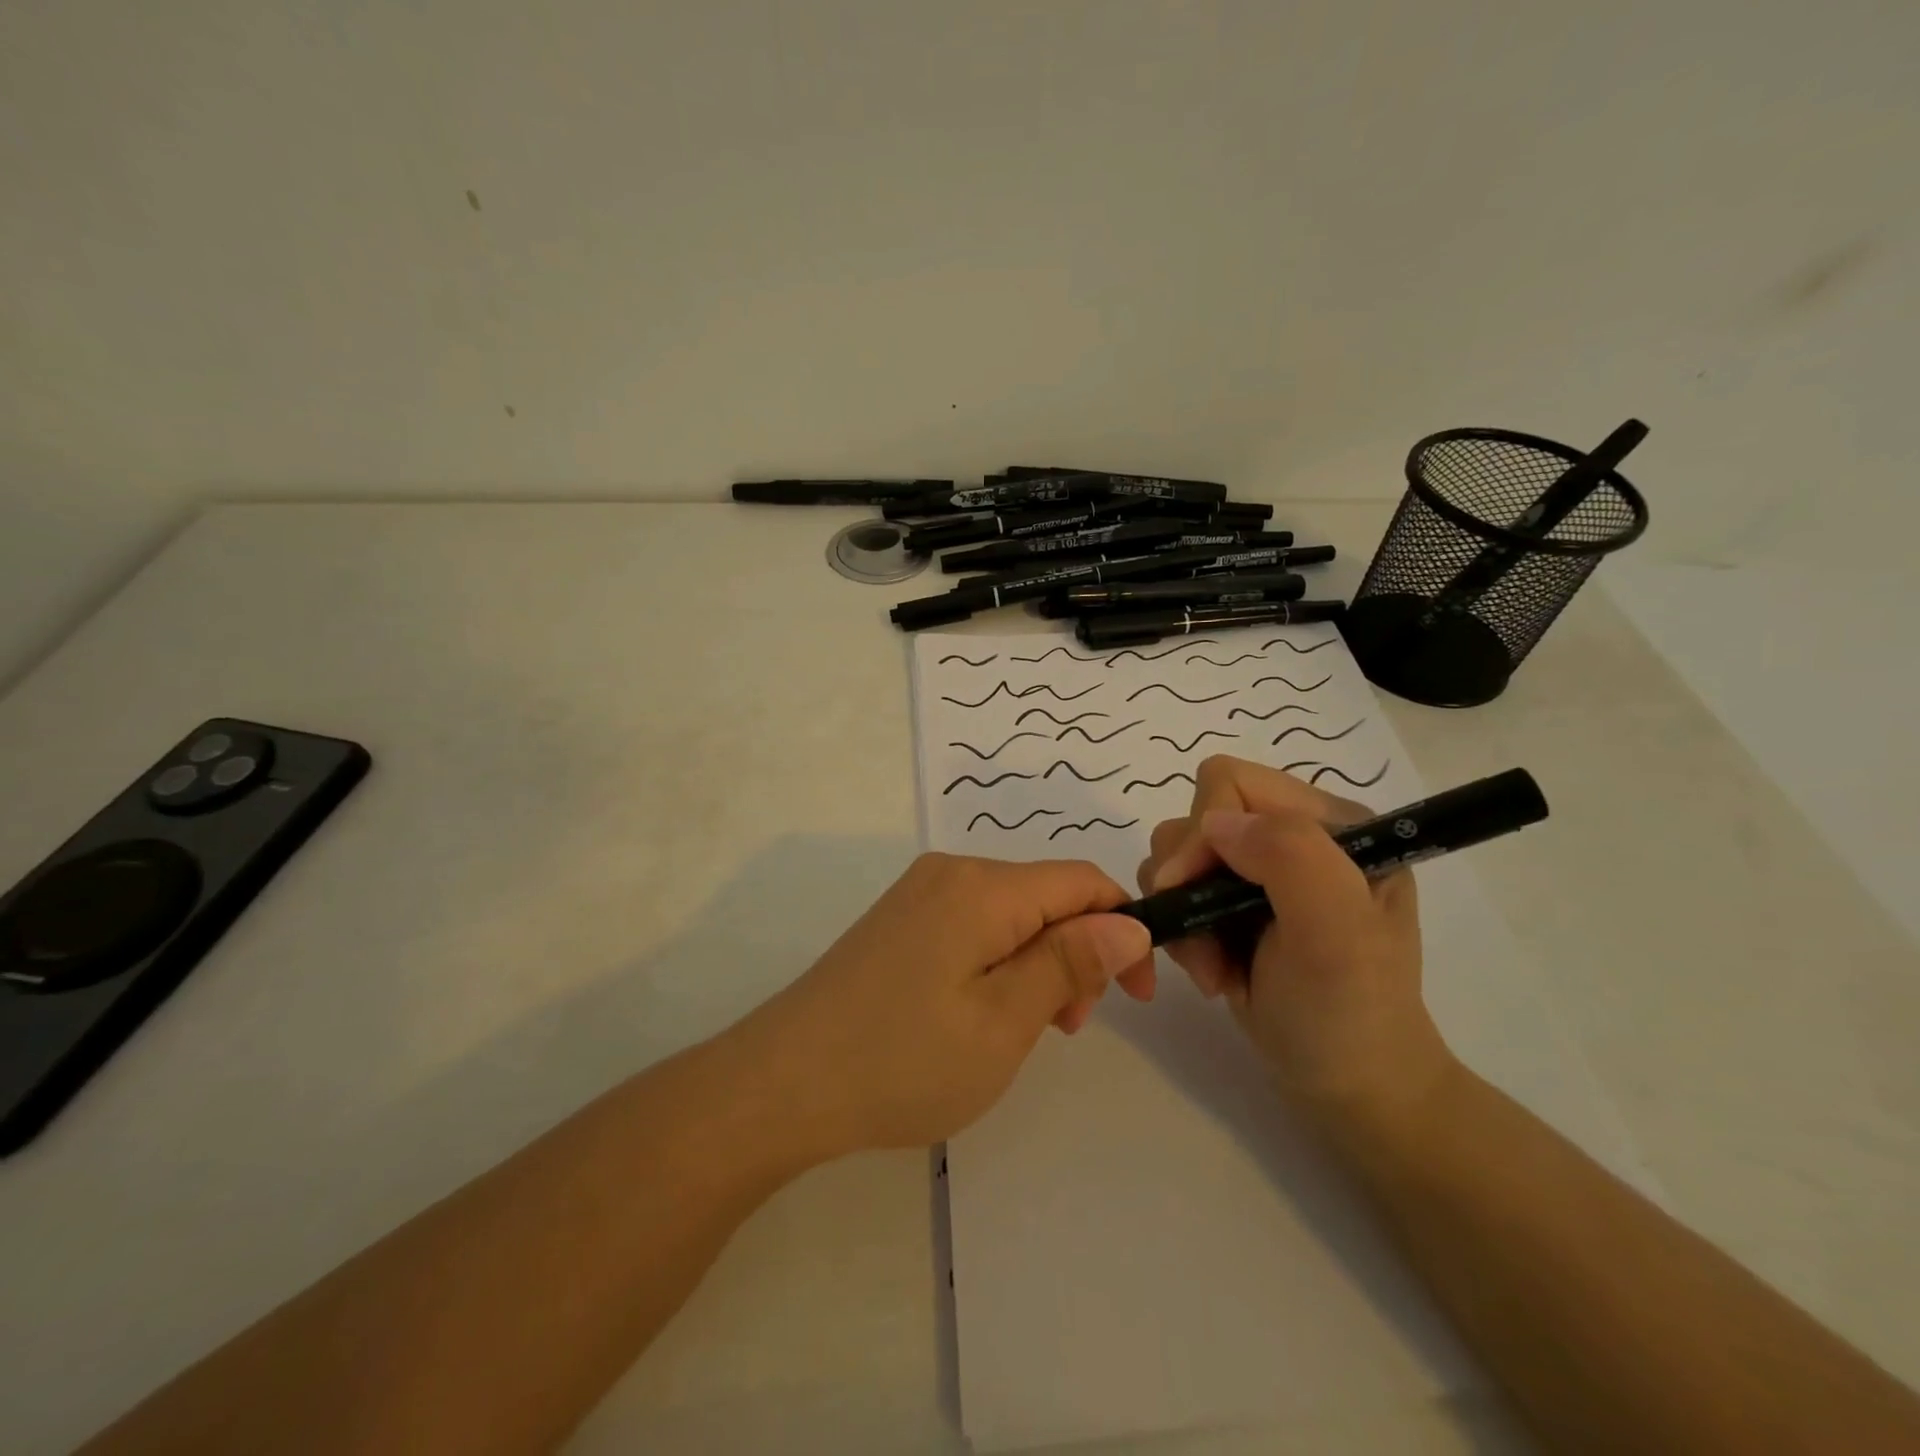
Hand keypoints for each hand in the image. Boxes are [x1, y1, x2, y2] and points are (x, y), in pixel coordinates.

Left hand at [742, 853, 1153, 1158]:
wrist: (784, 1082)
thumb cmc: (904, 1059)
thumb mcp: (1003, 1020)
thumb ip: (1070, 962)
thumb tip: (1128, 923)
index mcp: (983, 886)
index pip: (1082, 881)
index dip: (1123, 928)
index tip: (1138, 996)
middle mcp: (951, 872)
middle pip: (1046, 895)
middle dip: (1077, 951)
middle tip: (1067, 1027)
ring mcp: (919, 894)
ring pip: (1011, 913)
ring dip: (1039, 962)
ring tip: (1027, 1030)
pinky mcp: (900, 920)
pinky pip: (974, 925)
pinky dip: (999, 961)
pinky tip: (983, 1012)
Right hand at [1138, 755, 1456, 1131]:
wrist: (1350, 1091)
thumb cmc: (1350, 1014)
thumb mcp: (1337, 935)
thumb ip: (1289, 857)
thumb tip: (1214, 824)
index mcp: (1330, 823)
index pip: (1232, 784)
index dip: (1204, 833)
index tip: (1194, 891)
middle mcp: (1291, 837)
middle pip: (1196, 817)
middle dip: (1187, 881)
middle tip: (1207, 943)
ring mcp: (1258, 873)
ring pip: (1175, 856)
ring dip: (1182, 915)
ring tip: (1213, 967)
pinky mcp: (1230, 906)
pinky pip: (1174, 893)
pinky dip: (1182, 933)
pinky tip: (1213, 971)